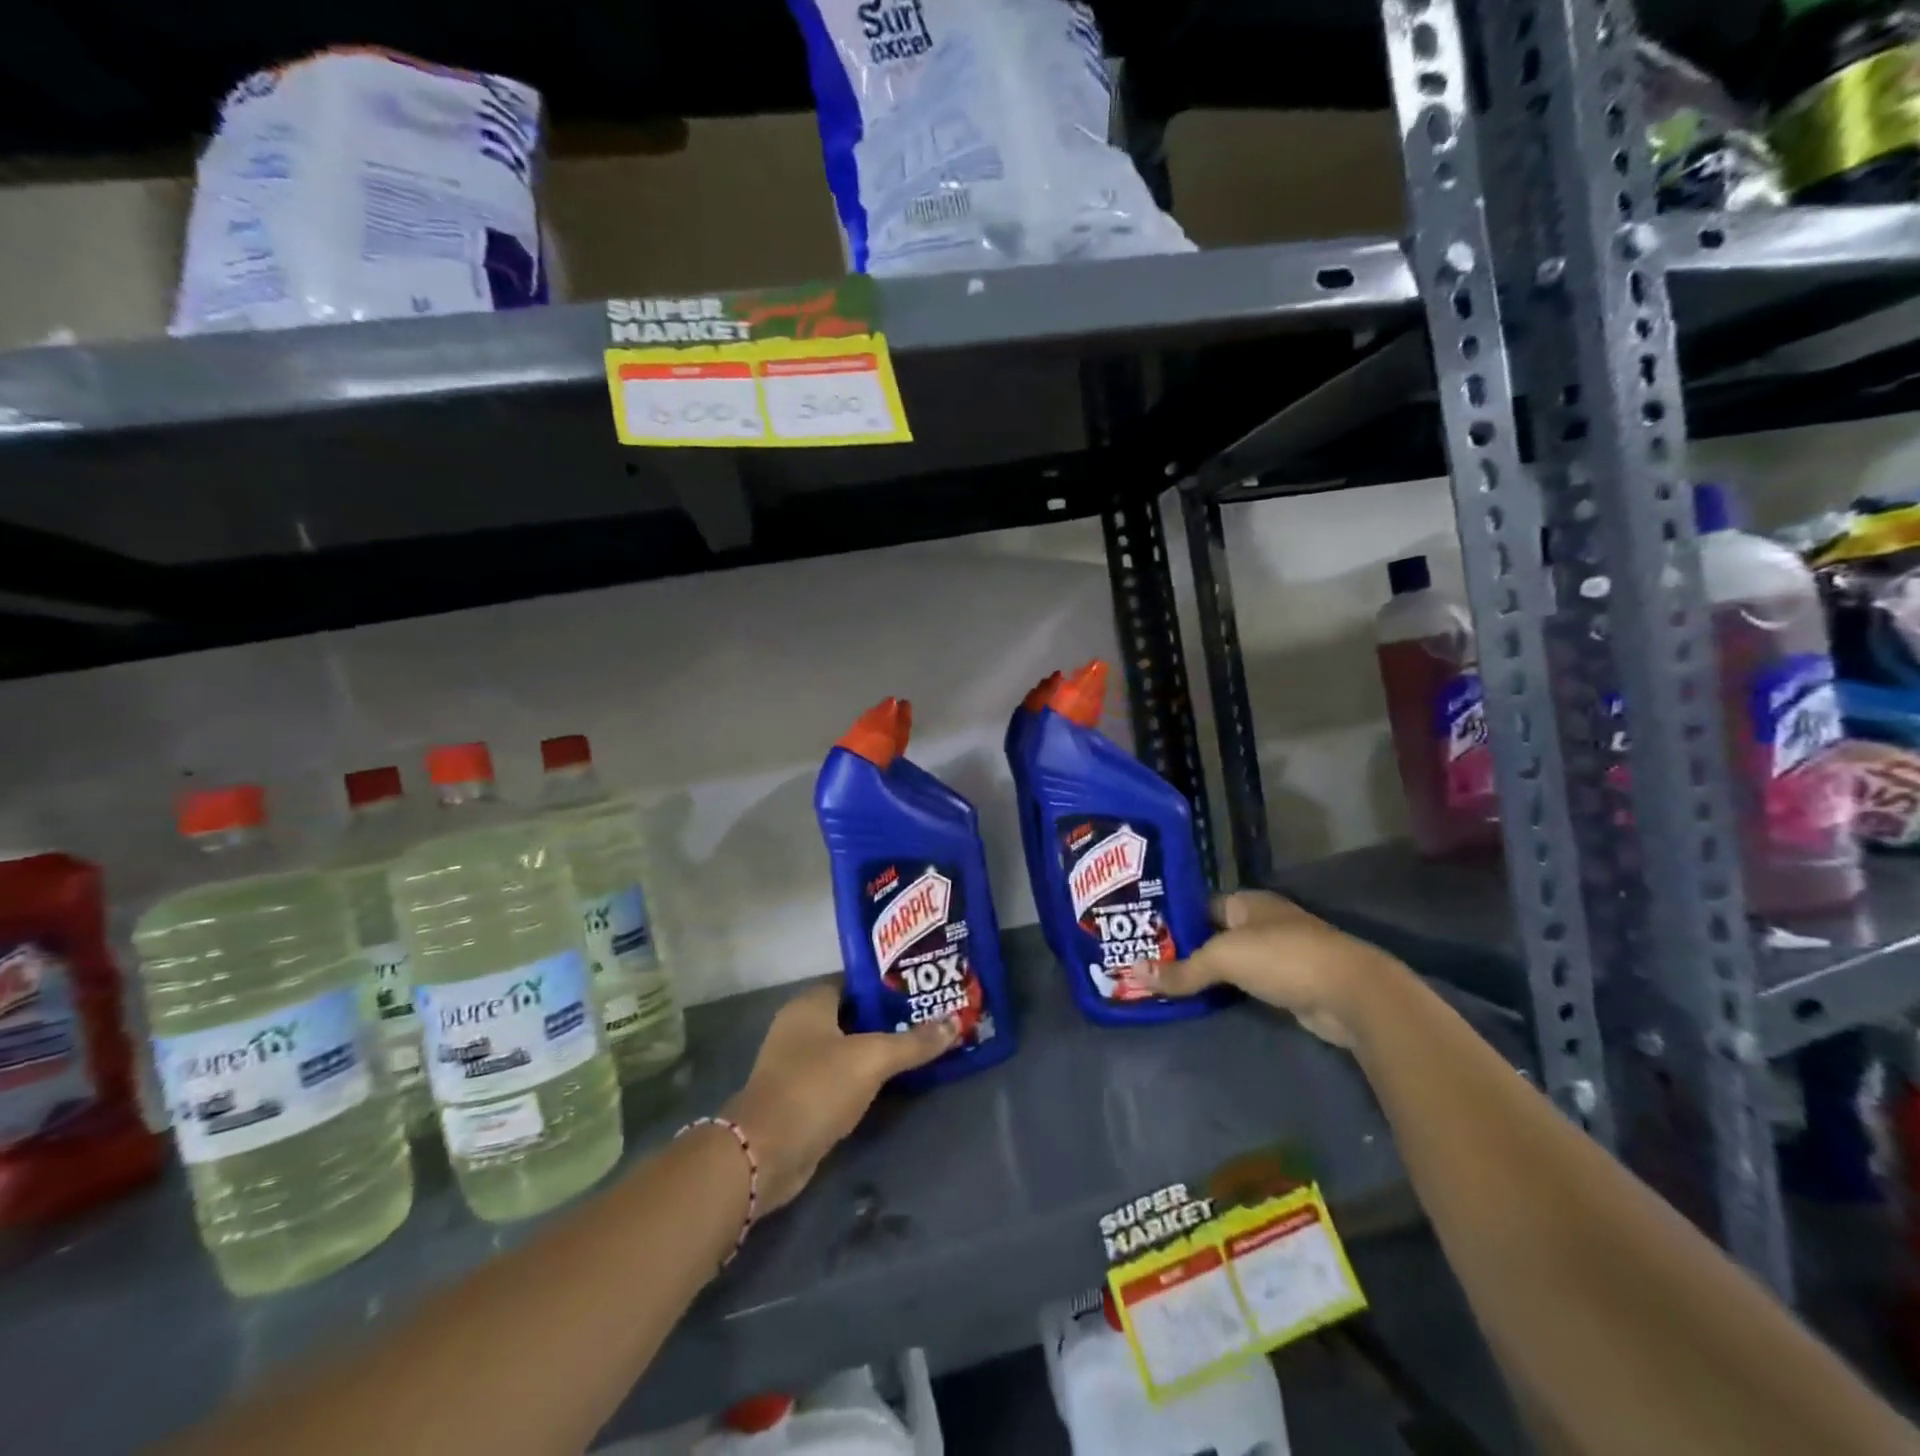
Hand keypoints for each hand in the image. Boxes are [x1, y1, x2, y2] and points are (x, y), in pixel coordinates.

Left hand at [722, 983, 956, 1212]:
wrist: (765, 1154)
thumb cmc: (815, 1088)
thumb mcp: (871, 1059)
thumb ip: (913, 1042)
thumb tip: (954, 1023)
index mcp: (811, 1003)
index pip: (855, 980)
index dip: (887, 983)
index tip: (921, 987)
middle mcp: (800, 1026)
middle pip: (853, 1013)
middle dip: (888, 1016)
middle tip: (930, 1016)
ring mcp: (798, 1063)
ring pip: (848, 1046)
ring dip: (878, 1048)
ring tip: (921, 1045)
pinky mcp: (801, 1096)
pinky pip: (841, 1075)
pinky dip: (865, 1075)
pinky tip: (895, 1080)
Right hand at [1124, 891, 1400, 1048]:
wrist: (1350, 993)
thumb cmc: (1282, 957)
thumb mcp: (1223, 958)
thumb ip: (1182, 969)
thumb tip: (1135, 974)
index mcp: (1247, 902)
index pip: (1199, 905)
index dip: (1172, 919)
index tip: (1142, 935)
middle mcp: (1261, 922)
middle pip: (1213, 934)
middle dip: (1184, 949)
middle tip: (1146, 963)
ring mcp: (1277, 954)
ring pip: (1230, 962)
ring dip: (1205, 973)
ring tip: (1164, 982)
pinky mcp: (1288, 984)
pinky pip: (1245, 984)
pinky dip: (1226, 991)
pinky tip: (1201, 999)